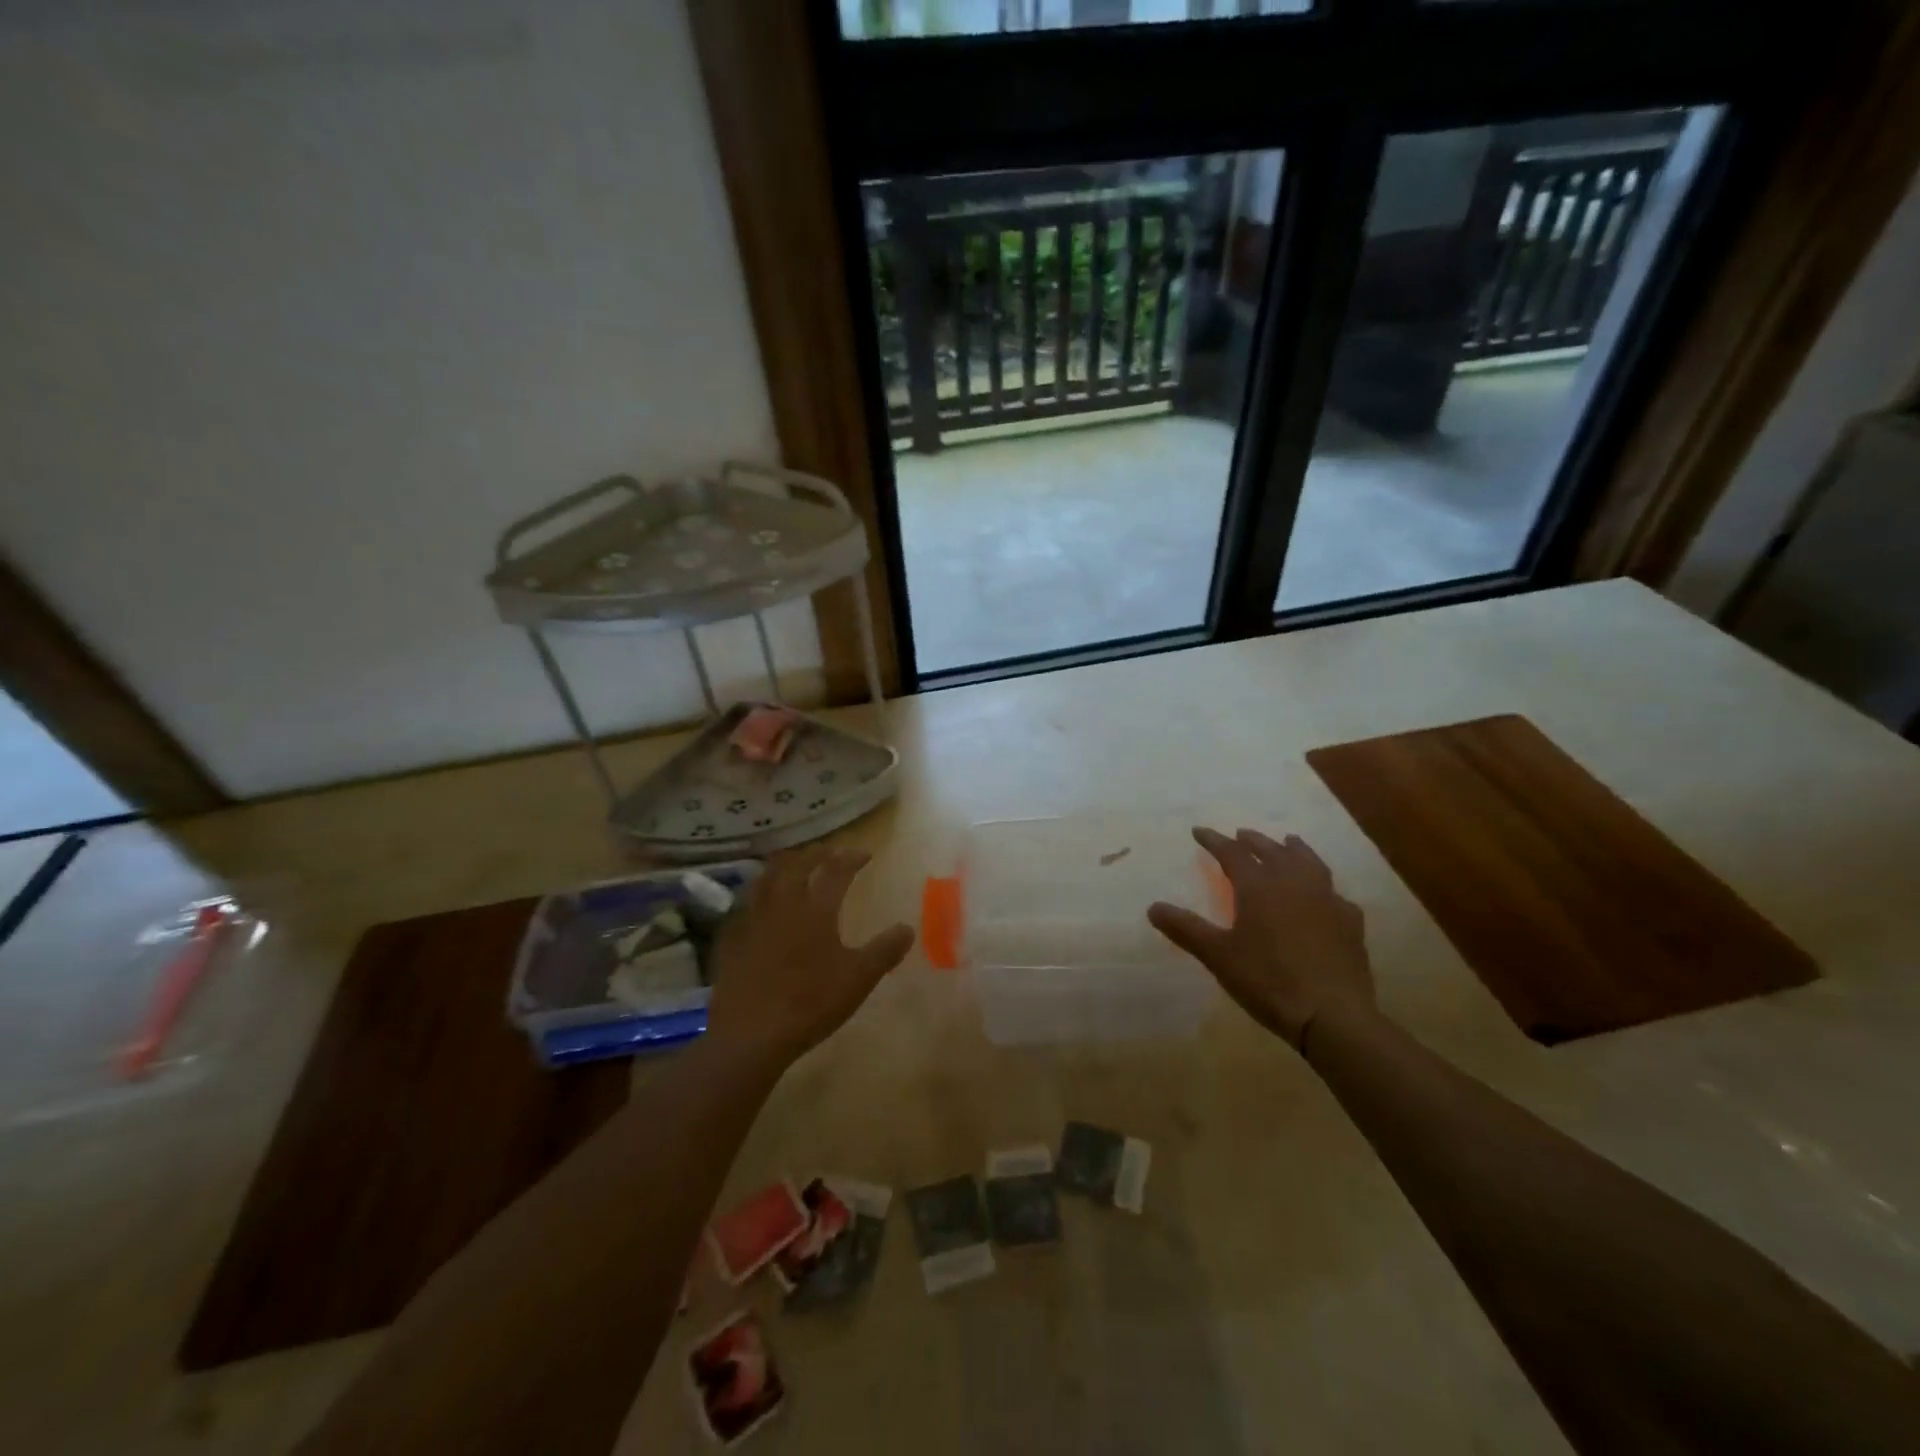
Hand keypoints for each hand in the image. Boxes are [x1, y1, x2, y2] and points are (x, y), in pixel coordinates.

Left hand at [703, 847, 914, 1068]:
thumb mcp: (859, 979)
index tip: (865, 854)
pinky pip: (744, 905)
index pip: (836, 871)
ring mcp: (752, 921)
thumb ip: (885, 951)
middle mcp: (782, 905)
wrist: (751, 1034)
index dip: (851, 858)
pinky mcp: (731, 940)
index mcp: (815, 910)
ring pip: (765, 878)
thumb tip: (907, 929)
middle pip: (796, 865)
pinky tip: (759, 905)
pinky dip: (756, 894)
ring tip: (792, 865)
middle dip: (815, 854)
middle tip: (828, 851)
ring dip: (783, 865)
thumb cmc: (811, 1003)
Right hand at [1148, 827, 1375, 1051]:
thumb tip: (1153, 907)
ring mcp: (1327, 900)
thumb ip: (1186, 929)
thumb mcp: (1218, 956)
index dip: (1214, 840)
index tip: (1199, 831)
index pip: (1232, 853)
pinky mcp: (1350, 922)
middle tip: (1240, 834)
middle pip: (1272, 850)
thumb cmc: (1269, 981)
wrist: (1333, 1015)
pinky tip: (1322, 895)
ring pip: (1309, 862)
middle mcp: (1294, 883)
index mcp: (1259, 887)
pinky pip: (1333, 892)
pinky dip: (1321, 885)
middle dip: (1253, 840)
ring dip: (1293, 850)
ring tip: (1287, 842)